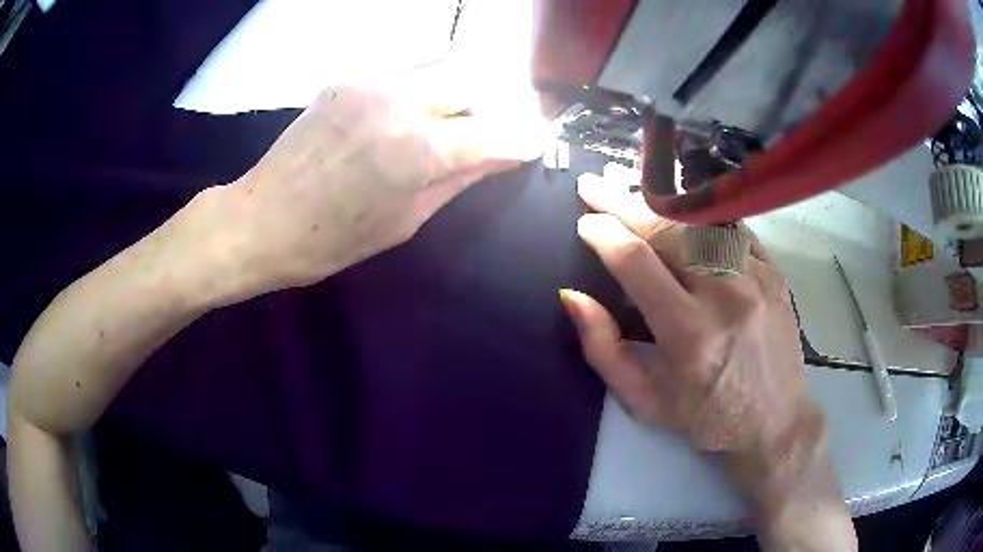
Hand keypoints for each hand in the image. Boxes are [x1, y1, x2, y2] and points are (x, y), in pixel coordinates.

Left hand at [214, 60, 546, 294]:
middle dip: (502, 100)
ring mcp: (370, 80)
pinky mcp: (349, 75)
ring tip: (468, 106)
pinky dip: (432, 74)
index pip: (494, 132)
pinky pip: (409, 61)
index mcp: (414, 151)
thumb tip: (502, 155)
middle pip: (475, 79)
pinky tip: (427, 98)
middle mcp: (398, 101)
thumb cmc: (331, 239)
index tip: (538, 140)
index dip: (524, 136)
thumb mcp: (405, 221)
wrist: (261, 218)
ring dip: (468, 79)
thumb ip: (459, 179)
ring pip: (444, 58)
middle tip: (505, 121)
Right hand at [561, 164, 854, 548]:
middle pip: (668, 230)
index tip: (584, 223)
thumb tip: (573, 295)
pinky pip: (731, 229)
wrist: (776, 422)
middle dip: (623, 204)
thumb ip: (603, 349)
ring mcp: (756, 278)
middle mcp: (726, 295)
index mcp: (689, 334)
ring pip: (700, 221)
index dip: (604, 234)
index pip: (637, 263)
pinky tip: (681, 212)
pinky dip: (700, 216)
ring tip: (631, 194)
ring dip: (659, 205)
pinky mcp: (774, 272)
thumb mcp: (644, 401)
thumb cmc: (706, 417)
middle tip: (594, 188)